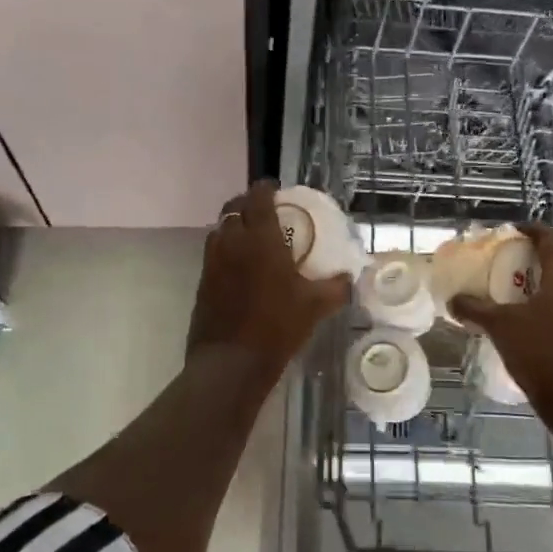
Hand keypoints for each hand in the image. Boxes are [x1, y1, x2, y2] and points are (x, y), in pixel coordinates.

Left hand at [186, 181, 350, 380]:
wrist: (230, 362)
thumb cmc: (277, 327)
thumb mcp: (315, 307)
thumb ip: (335, 288)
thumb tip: (349, 279)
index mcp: (261, 238)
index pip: (258, 198)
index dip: (265, 188)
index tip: (276, 189)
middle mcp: (233, 241)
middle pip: (233, 207)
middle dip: (247, 203)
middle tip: (264, 211)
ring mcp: (213, 261)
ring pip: (220, 229)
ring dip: (234, 225)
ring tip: (251, 237)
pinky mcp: (202, 281)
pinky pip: (213, 253)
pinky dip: (225, 249)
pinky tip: (240, 267)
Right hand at [449, 223, 552, 413]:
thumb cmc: (539, 353)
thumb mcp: (500, 327)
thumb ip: (475, 309)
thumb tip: (452, 300)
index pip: (549, 240)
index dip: (530, 230)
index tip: (511, 231)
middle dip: (532, 258)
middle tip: (506, 261)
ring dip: (541, 282)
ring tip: (514, 290)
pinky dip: (549, 303)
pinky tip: (529, 319)